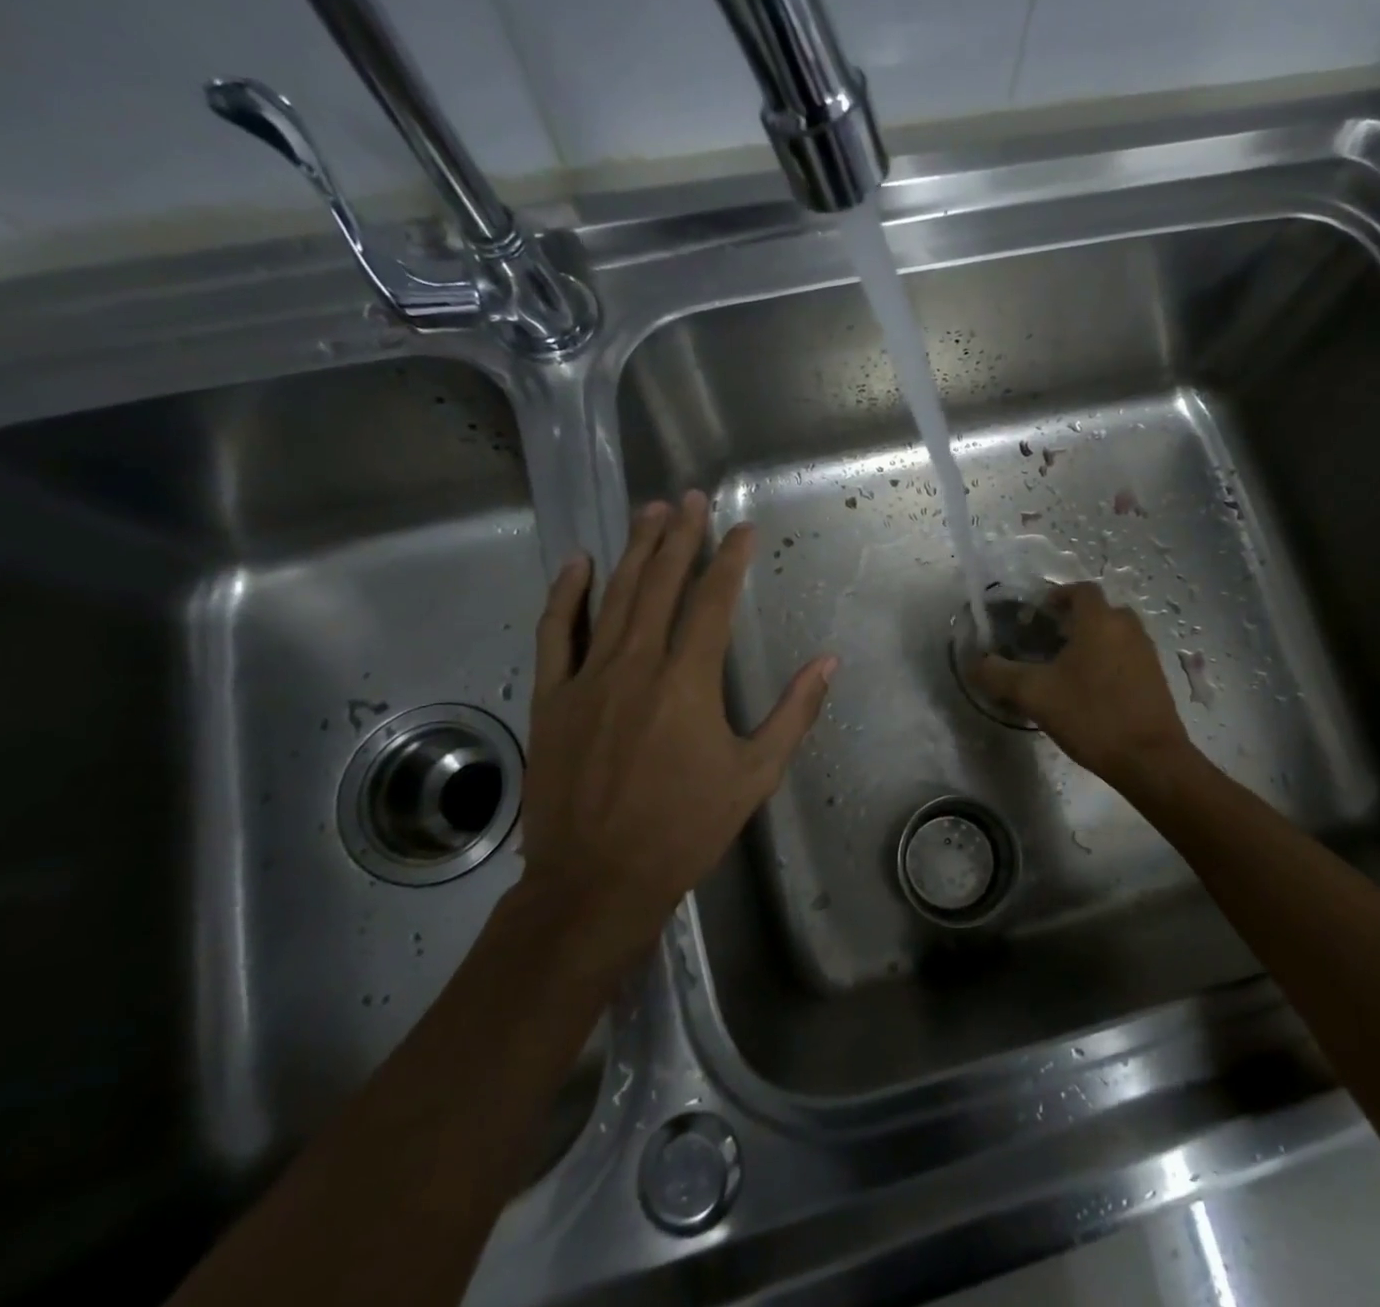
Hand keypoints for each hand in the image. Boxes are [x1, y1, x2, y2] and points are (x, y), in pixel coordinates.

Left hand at [518, 491, 835, 954]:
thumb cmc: (685, 828)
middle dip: (679, 537)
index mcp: (688, 681)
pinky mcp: (552, 699)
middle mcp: (636, 665)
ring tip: (648, 512)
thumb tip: (827, 662)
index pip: (712, 601)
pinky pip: (556, 634)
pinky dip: (566, 595)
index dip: (729, 559)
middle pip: (660, 585)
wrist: (597, 881)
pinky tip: (578, 564)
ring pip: (613, 598)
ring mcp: (588, 678)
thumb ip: (793, 713)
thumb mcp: (755, 775)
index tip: (741, 529)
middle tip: (689, 497)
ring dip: (633, 551)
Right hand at [974, 582, 1193, 789]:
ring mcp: (1146, 653)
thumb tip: (976, 663)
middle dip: (1072, 621)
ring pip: (1114, 634)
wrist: (1150, 760)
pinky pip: (1126, 656)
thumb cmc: (1091, 716)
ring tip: (1064, 668)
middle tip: (1047, 642)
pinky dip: (1107, 661)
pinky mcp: (1156, 678)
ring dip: (1091, 642)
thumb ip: (1000, 674)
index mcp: (1100, 621)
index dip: (1057, 596)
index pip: (1080, 591)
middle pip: (1098, 611)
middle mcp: (1127, 628)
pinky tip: (1089, 690)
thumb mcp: (1035, 695)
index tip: (1037, 615)